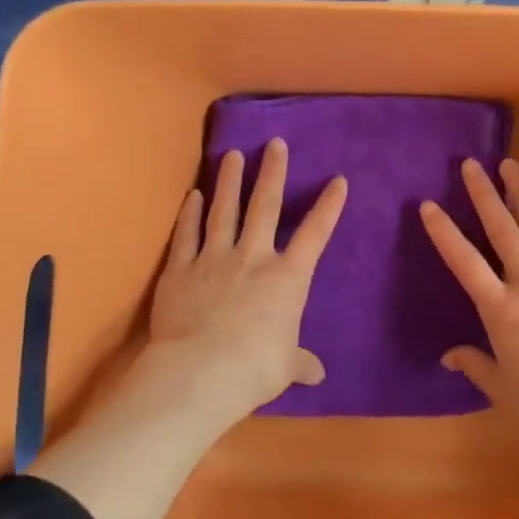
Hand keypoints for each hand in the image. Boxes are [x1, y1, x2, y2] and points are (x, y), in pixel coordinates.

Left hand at [147, 138, 347, 420]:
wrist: (200, 372)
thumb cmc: (255, 367)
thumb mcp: (285, 366)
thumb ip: (299, 362)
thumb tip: (316, 374)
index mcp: (287, 278)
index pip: (315, 234)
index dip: (328, 206)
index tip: (338, 180)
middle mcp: (253, 258)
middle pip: (264, 206)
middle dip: (273, 172)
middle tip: (275, 144)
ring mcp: (213, 259)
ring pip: (224, 210)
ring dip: (229, 180)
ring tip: (232, 154)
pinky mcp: (180, 269)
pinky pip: (186, 234)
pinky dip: (190, 213)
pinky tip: (193, 195)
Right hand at [419, 158, 518, 467]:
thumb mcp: (503, 389)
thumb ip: (475, 365)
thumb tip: (449, 356)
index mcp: (503, 309)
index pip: (465, 263)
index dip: (444, 233)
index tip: (428, 205)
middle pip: (502, 231)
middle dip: (484, 195)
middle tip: (470, 164)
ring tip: (510, 165)